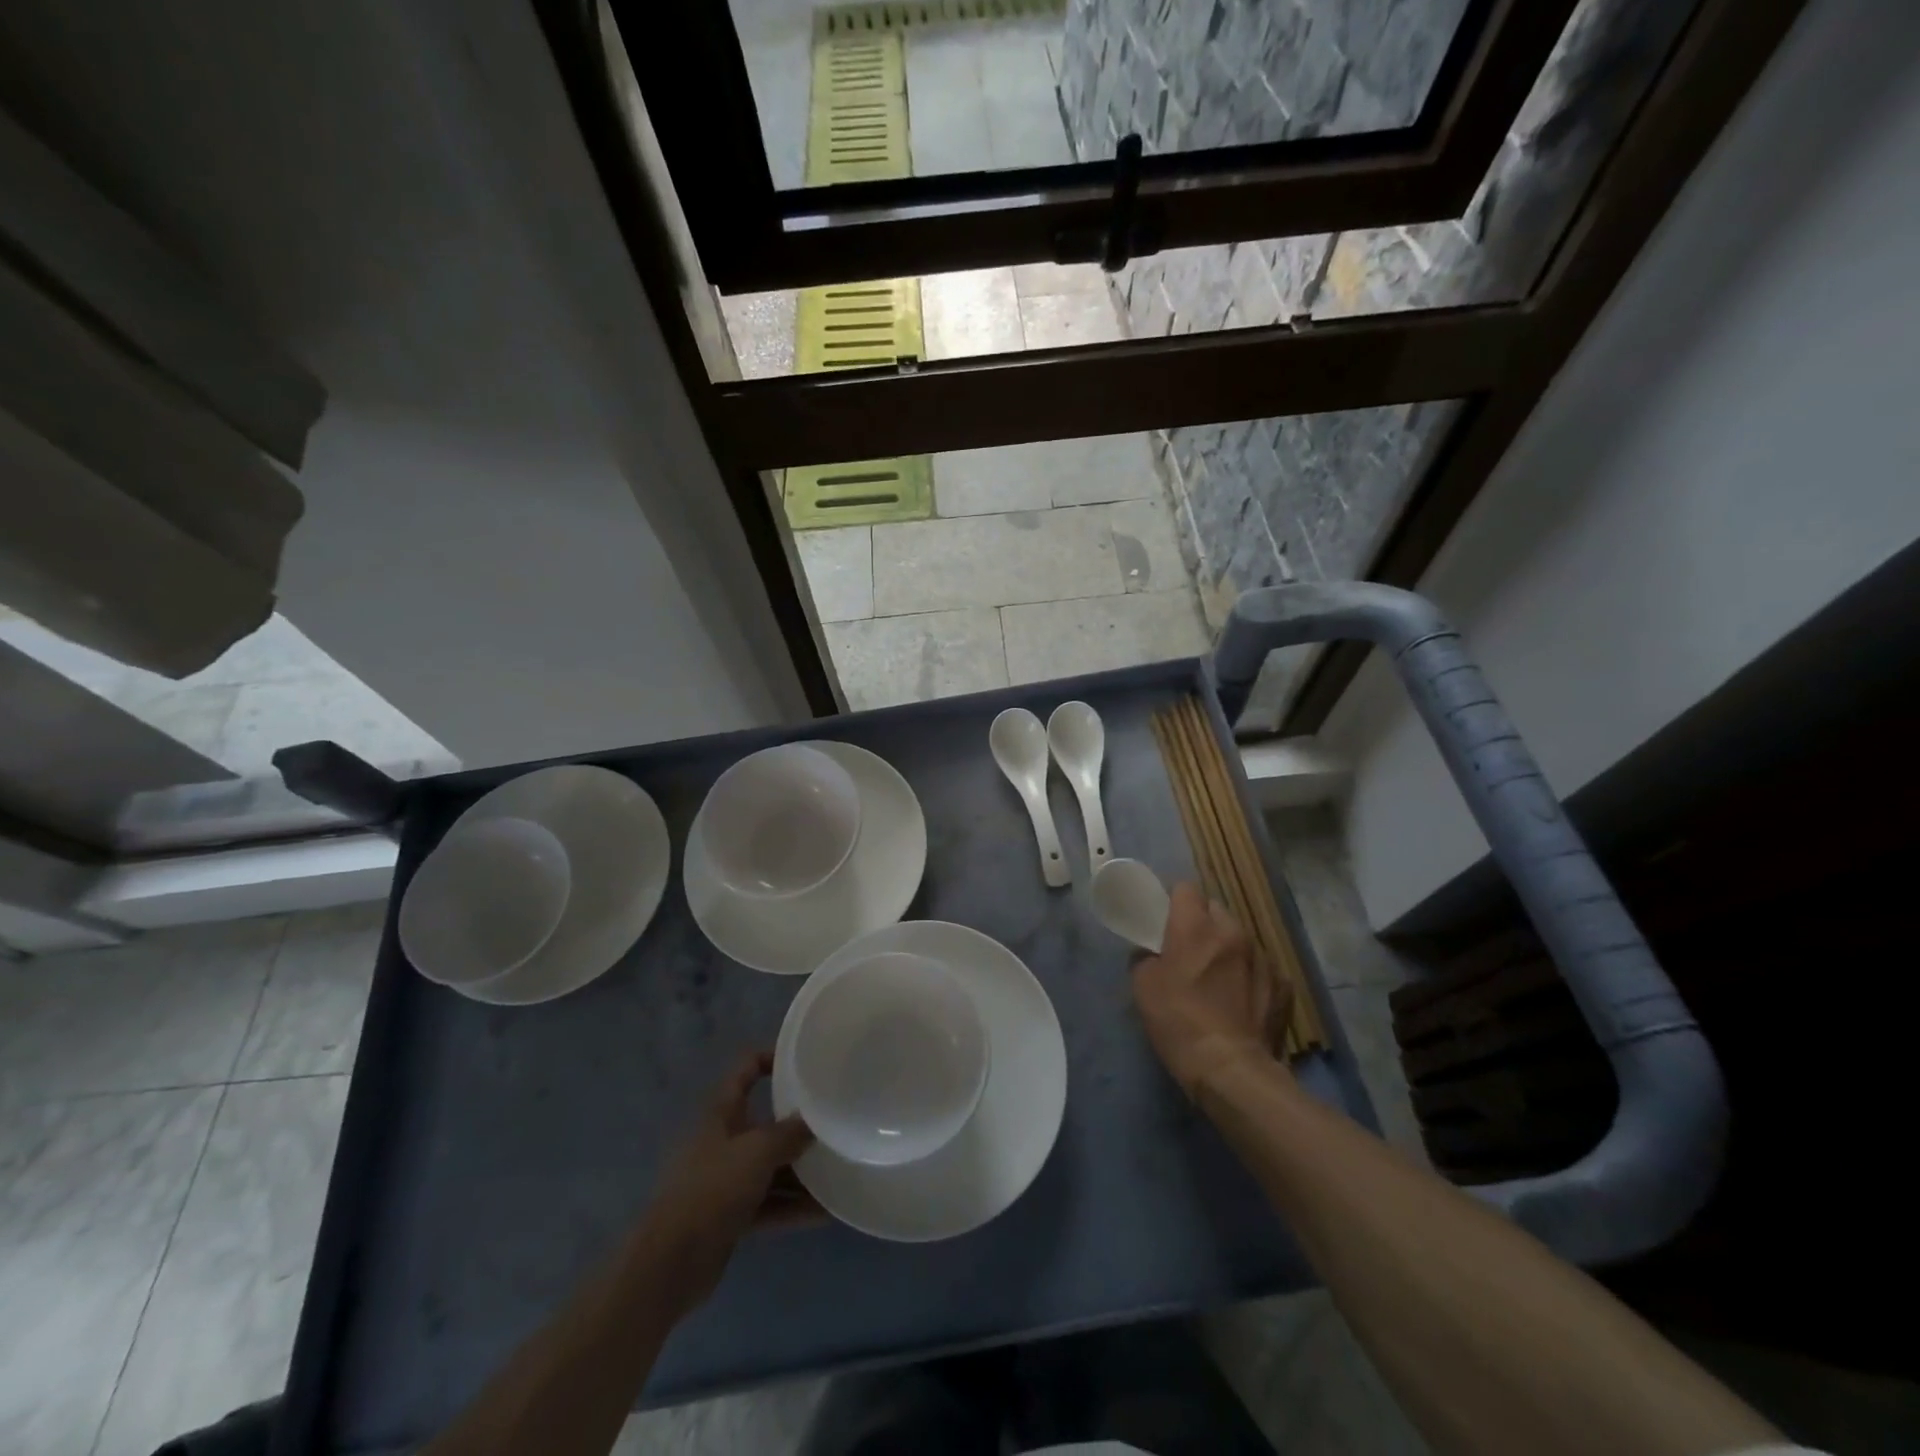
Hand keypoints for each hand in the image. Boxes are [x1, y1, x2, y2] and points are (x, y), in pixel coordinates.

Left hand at [636, 1052, 816, 1314]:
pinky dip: (793, 1207)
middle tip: (834, 1122)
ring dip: (801, 1172)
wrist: (670, 1263)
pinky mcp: (731, 1216)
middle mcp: (725, 1141)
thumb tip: (813, 1122)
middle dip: (798, 1124)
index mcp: (723, 1113)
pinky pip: (770, 1203)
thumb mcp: (756, 1152)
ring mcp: (727, 1180)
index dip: (771, 1057)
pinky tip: (826, 1213)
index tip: (805, 1061)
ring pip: (771, 1167)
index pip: (746, 1069)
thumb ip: (788, 1134)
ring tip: (839, 1170)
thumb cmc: (712, 1190)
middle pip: (766, 1123)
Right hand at [1132, 882, 1288, 1095]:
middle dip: (1202, 922)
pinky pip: (1261, 967)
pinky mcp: (1283, 985)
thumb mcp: (1142, 987)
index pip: (1185, 888)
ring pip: (1240, 938)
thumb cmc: (1179, 1022)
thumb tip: (1152, 954)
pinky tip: (1241, 1000)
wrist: (1231, 1070)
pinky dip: (1249, 975)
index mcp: (1196, 926)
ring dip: (1227, 949)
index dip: (1174, 901)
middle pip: (1215, 909)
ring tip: (1218, 978)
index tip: (1166, 920)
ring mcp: (1263, 958)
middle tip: (1189, 950)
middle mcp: (1233, 932)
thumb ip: (1145, 958)